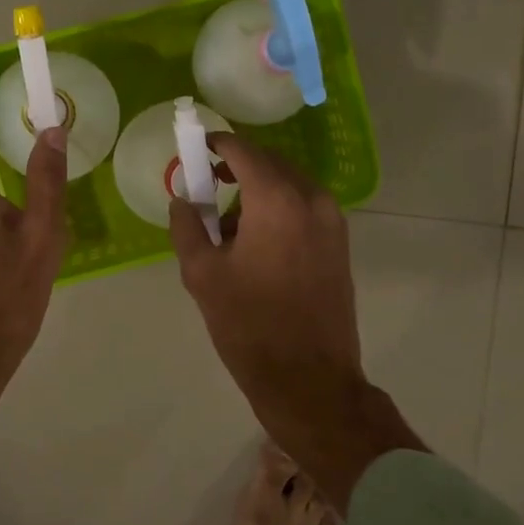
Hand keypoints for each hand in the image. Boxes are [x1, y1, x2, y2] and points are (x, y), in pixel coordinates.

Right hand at [169, 133, 422, 510]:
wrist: (310, 380)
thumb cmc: (250, 325)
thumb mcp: (202, 274)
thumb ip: (187, 226)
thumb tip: (183, 200)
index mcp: (277, 200)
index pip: (243, 150)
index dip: (216, 144)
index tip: (196, 150)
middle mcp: (312, 199)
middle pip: (269, 163)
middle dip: (236, 168)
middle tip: (206, 188)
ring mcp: (333, 221)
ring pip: (288, 185)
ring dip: (257, 191)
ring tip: (228, 228)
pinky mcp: (340, 243)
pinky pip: (304, 207)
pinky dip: (278, 209)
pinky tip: (257, 244)